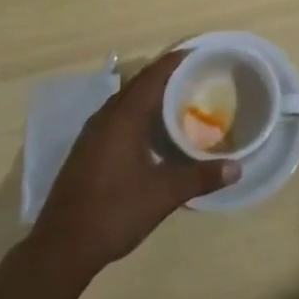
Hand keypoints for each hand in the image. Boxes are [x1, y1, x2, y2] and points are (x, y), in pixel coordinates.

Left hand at [28, 46, 239, 287]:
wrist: (61, 246)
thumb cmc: (115, 212)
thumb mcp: (163, 195)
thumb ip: (200, 177)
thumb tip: (237, 168)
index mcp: (124, 117)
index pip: (152, 76)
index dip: (174, 61)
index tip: (196, 52)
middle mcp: (105, 117)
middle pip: (137, 83)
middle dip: (163, 75)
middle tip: (192, 74)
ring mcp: (91, 134)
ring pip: (123, 100)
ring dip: (147, 94)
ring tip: (175, 98)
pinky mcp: (85, 151)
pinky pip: (114, 117)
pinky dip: (134, 112)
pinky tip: (148, 131)